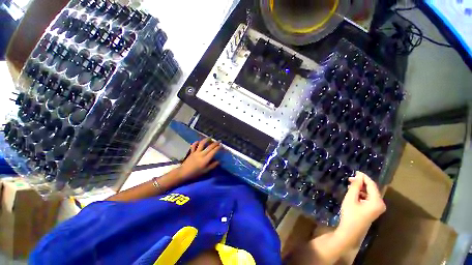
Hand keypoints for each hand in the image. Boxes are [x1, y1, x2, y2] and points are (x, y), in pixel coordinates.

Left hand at [177, 138, 220, 180]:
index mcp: (206, 159)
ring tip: (210, 137)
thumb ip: (213, 165)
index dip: (218, 147)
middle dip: (215, 143)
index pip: (213, 151)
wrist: (184, 173)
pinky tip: (198, 141)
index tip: (221, 145)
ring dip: (206, 139)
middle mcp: (201, 154)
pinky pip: (194, 146)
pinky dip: (196, 142)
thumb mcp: (206, 171)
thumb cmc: (196, 173)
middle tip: (219, 141)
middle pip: (209, 147)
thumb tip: (219, 161)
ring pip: (202, 143)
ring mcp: (196, 152)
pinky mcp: (191, 152)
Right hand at [336, 172, 385, 244]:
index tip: (355, 171)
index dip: (364, 177)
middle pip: (372, 189)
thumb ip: (355, 186)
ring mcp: (377, 208)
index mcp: (377, 201)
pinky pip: (368, 198)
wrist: (351, 231)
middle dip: (361, 183)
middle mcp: (380, 204)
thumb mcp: (351, 198)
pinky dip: (361, 194)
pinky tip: (353, 193)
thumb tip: (358, 176)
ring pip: (370, 193)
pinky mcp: (373, 210)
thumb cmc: (351, 214)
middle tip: (350, 179)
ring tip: (350, 185)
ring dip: (360, 188)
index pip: (372, 185)